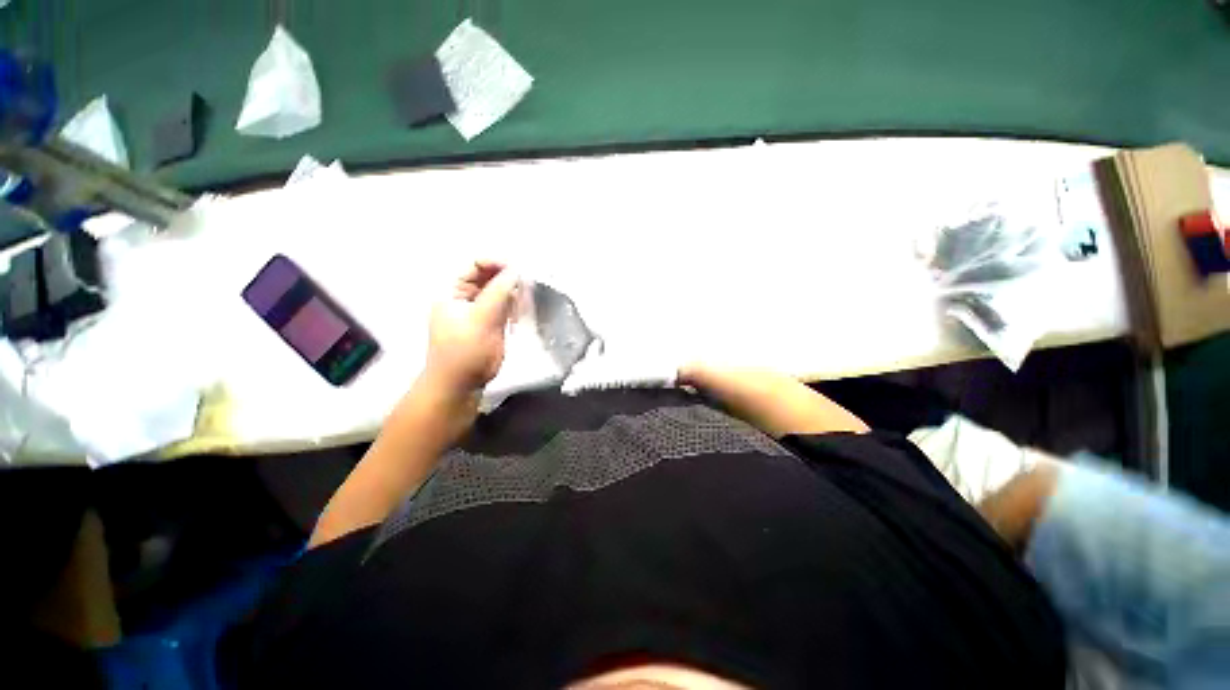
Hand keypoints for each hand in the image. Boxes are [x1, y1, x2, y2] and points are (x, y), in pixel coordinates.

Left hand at [425, 261, 519, 394]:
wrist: (461, 384)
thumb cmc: (465, 351)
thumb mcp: (481, 318)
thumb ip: (498, 292)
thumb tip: (515, 270)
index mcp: (452, 291)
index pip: (474, 265)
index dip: (495, 263)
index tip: (517, 270)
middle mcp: (464, 297)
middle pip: (487, 277)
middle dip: (506, 277)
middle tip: (526, 283)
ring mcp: (478, 311)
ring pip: (498, 292)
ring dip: (512, 291)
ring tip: (525, 297)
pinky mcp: (490, 324)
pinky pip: (503, 307)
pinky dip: (513, 305)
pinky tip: (522, 309)